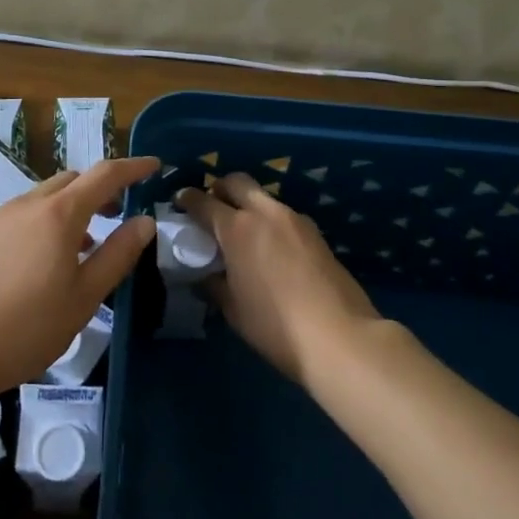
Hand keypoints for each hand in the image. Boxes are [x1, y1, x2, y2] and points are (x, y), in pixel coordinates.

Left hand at [0, 156, 157, 395]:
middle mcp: (26, 204)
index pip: (105, 175)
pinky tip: (37, 264)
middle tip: (117, 215)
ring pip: (42, 199)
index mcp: (59, 215)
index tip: (154, 165)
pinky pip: (18, 216)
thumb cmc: (23, 329)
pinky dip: (41, 224)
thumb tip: (144, 222)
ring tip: (79, 249)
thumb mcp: (83, 299)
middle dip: (99, 189)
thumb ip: (117, 256)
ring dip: (68, 210)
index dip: (133, 167)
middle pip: (71, 181)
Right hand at [178, 174, 380, 386]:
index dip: (187, 199)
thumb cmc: (275, 325)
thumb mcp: (233, 309)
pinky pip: (283, 215)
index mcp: (237, 228)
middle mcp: (265, 213)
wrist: (339, 336)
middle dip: (219, 189)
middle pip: (236, 182)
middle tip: (211, 208)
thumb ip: (214, 284)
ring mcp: (295, 220)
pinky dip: (269, 221)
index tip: (179, 202)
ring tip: (242, 231)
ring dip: (247, 204)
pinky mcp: (316, 233)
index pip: (203, 201)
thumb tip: (204, 275)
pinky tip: (270, 247)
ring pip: (263, 197)